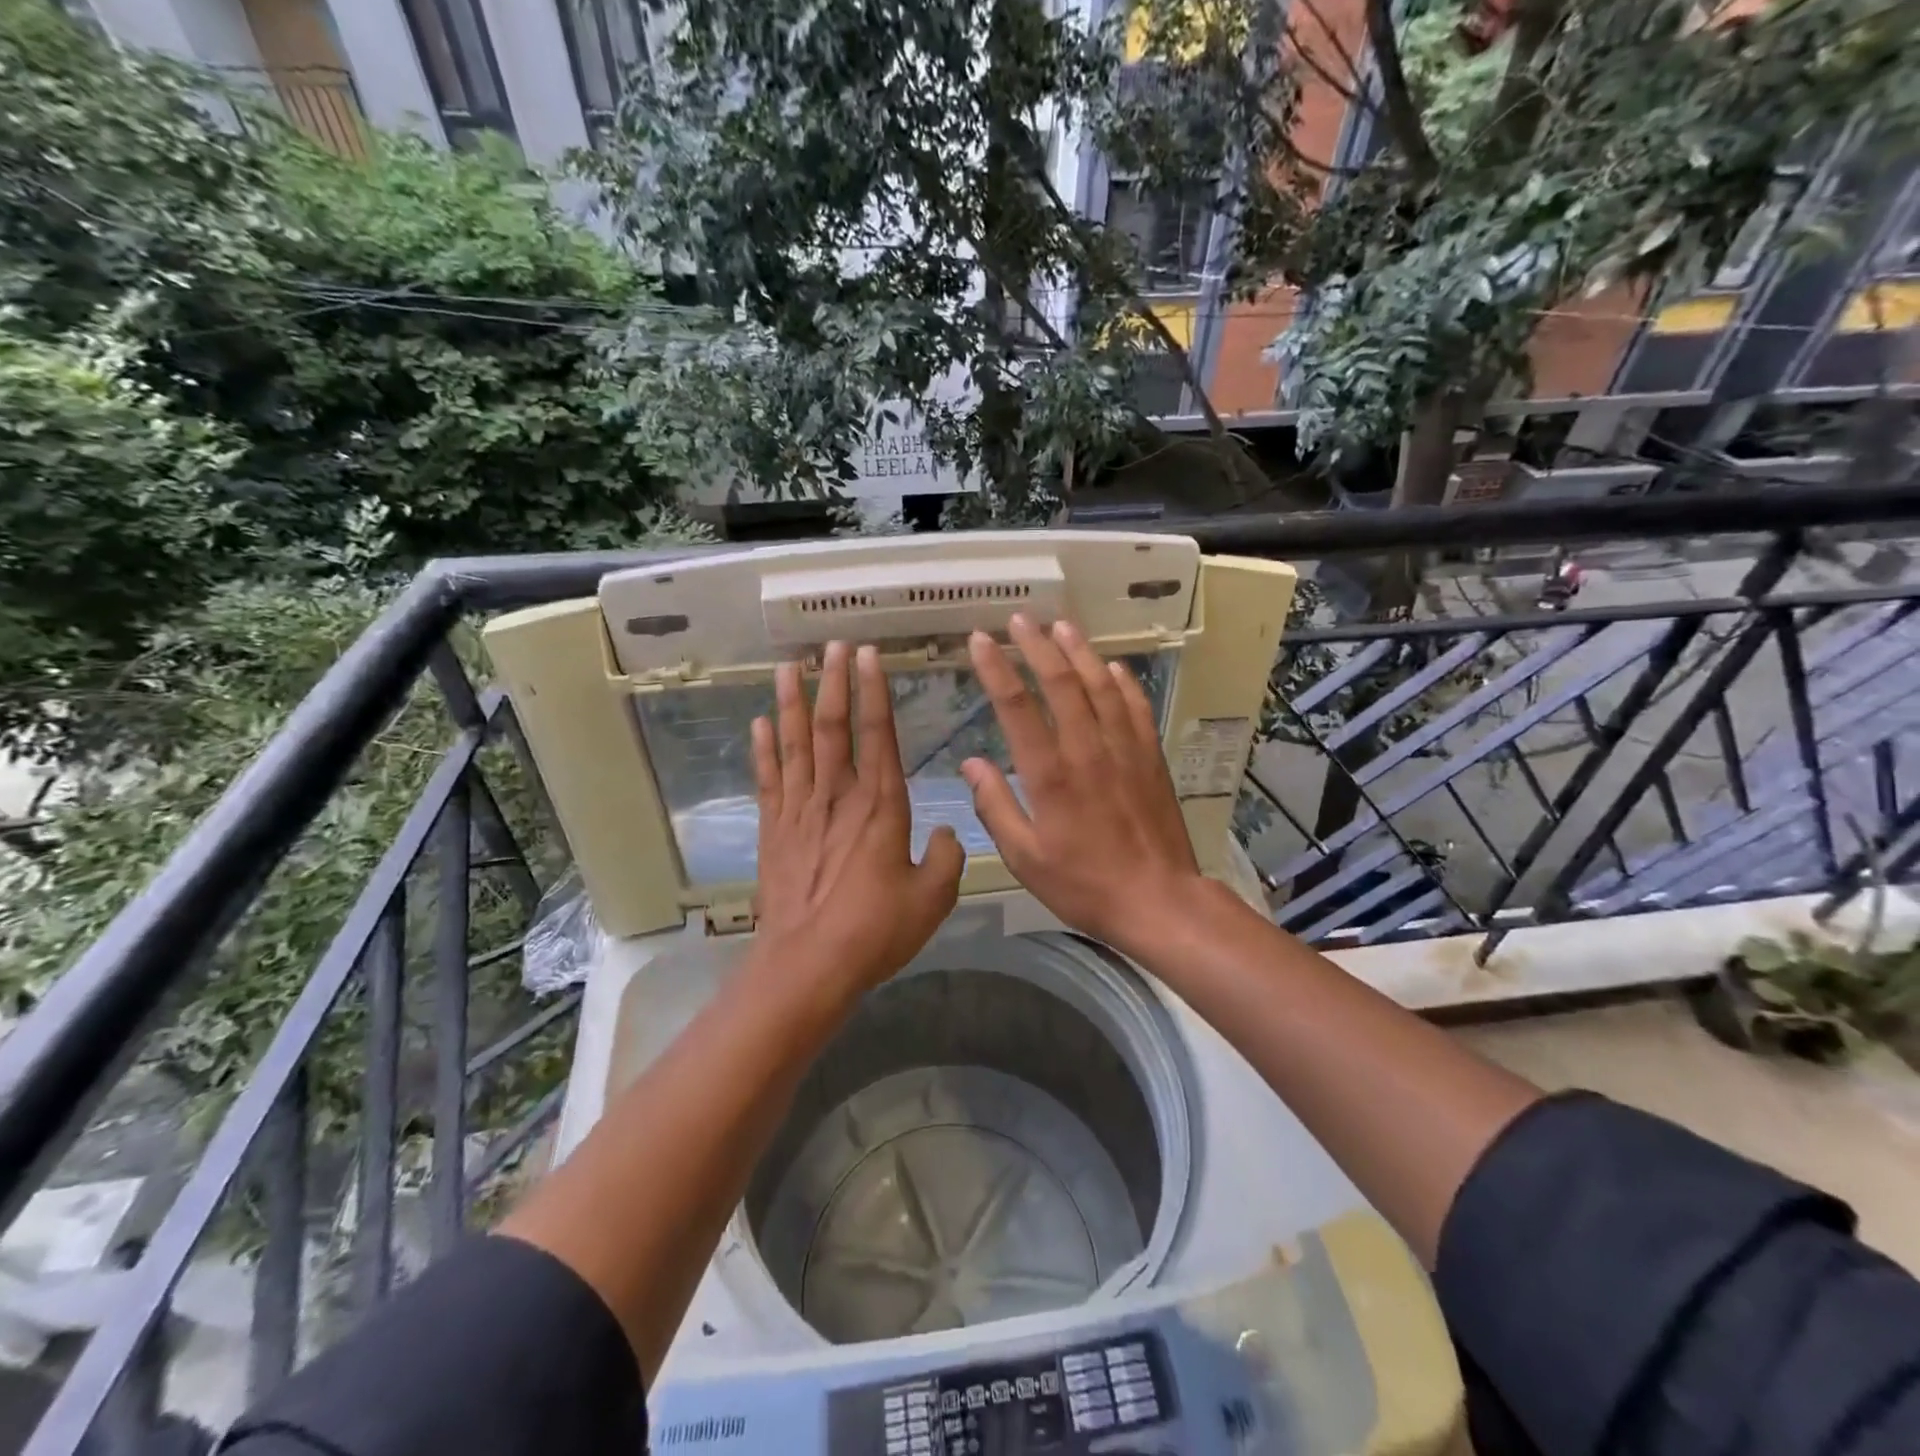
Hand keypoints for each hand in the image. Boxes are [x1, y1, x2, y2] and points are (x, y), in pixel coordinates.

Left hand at [752, 641, 965, 993]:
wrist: (808, 965)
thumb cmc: (875, 931)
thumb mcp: (933, 897)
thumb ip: (947, 857)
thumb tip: (948, 831)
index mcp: (881, 806)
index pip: (877, 735)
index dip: (874, 692)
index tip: (868, 656)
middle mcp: (837, 798)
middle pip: (833, 728)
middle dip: (834, 684)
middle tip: (832, 647)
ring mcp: (799, 812)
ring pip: (795, 745)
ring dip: (792, 704)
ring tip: (788, 668)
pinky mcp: (773, 832)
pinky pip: (768, 780)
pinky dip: (763, 749)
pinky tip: (760, 724)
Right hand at [960, 616, 1218, 958]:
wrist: (1158, 900)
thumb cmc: (1083, 884)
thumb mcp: (1025, 857)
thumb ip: (995, 807)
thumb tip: (971, 763)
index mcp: (1050, 775)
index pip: (1017, 708)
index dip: (996, 669)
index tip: (979, 640)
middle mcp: (1087, 750)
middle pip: (1061, 684)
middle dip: (1037, 646)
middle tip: (1019, 619)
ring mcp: (1124, 750)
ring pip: (1100, 686)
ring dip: (1080, 652)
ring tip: (1062, 626)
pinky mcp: (1150, 758)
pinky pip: (1135, 708)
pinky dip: (1123, 682)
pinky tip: (1112, 667)